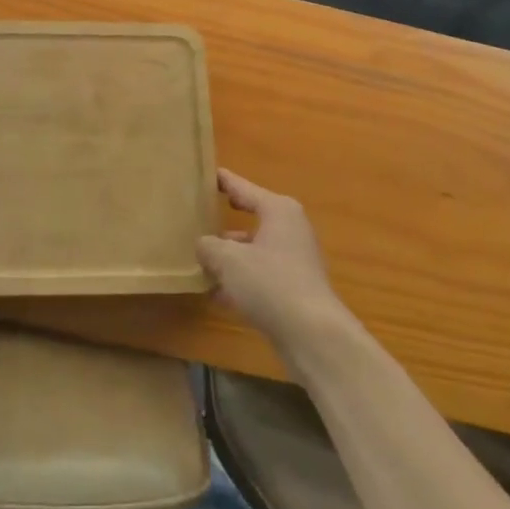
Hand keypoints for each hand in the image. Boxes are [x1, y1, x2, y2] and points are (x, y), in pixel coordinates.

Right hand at [197, 169, 348, 350]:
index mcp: (278, 210)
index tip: (204, 173)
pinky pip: (260, 276)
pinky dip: (240, 281)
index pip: (243, 187)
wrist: (313, 335)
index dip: (222, 181)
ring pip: (253, 250)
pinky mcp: (295, 288)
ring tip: (199, 262)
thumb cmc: (270, 283)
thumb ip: (209, 246)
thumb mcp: (229, 260)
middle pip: (250, 218)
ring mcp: (295, 260)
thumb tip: (204, 245)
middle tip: (196, 217)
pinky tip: (216, 295)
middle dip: (223, 223)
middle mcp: (290, 229)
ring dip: (229, 257)